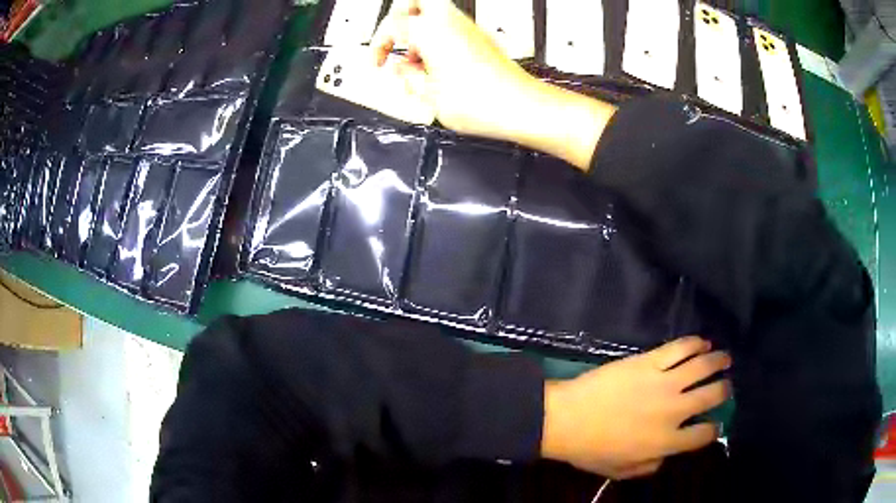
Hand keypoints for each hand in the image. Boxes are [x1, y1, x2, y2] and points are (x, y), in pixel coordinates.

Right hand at [371, 0, 614, 169]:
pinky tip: (436, 70)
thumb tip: (400, 71)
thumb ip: (407, 79)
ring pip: (434, 16)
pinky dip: (437, 42)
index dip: (379, 44)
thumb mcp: (429, 96)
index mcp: (431, 31)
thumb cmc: (482, 102)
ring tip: (416, 66)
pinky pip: (450, 30)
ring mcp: (468, 29)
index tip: (378, 63)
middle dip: (399, 19)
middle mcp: (451, 23)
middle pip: (416, 1)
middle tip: (393, 41)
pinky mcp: (480, 40)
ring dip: (418, 34)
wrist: (521, 107)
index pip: (392, 24)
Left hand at [541, 336, 730, 479]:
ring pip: (702, 366)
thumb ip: (650, 466)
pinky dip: (695, 343)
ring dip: (719, 361)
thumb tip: (667, 455)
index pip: (703, 435)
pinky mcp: (649, 361)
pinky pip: (680, 347)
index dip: (714, 429)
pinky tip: (702, 343)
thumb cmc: (591, 450)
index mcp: (666, 442)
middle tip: (726, 386)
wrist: (566, 419)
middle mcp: (673, 411)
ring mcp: (663, 382)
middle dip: (724, 390)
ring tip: (725, 359)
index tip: (716, 424)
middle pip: (711, 396)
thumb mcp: (621, 470)